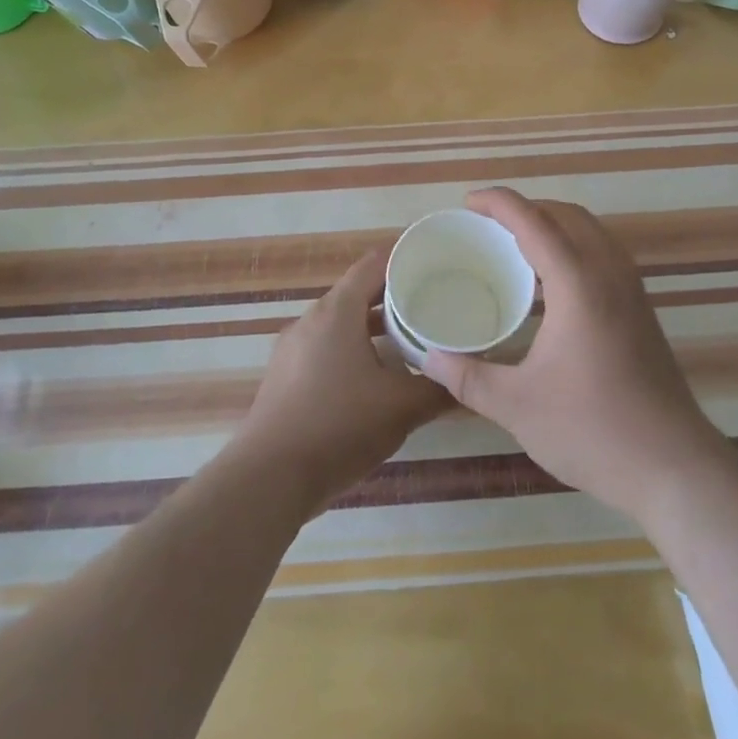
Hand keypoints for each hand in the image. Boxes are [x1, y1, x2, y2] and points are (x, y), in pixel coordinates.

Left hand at [236, 247, 447, 512]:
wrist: (268, 480)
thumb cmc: (338, 427)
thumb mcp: (401, 408)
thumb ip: (439, 390)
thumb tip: (469, 381)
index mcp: (337, 312)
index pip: (373, 264)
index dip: (405, 259)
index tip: (436, 264)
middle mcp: (310, 320)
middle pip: (357, 292)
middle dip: (394, 295)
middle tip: (433, 303)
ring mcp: (292, 349)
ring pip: (340, 323)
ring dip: (373, 327)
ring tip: (409, 339)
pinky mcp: (284, 377)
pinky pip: (325, 348)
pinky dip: (352, 350)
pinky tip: (374, 378)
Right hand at [418, 188, 729, 522]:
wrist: (673, 466)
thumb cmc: (592, 430)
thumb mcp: (518, 406)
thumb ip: (468, 378)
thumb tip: (427, 357)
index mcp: (578, 284)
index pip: (534, 222)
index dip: (499, 203)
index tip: (468, 202)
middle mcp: (610, 273)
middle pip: (567, 215)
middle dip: (527, 208)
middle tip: (488, 224)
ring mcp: (632, 290)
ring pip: (592, 232)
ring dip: (554, 224)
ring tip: (517, 245)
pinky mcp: (642, 310)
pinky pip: (604, 254)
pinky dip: (574, 246)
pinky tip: (553, 284)